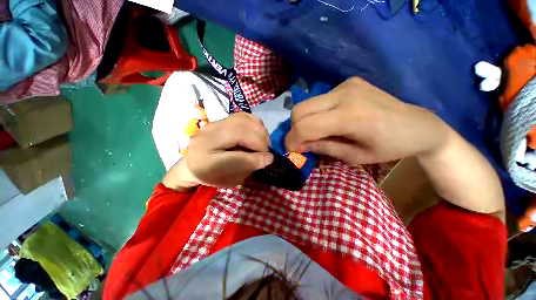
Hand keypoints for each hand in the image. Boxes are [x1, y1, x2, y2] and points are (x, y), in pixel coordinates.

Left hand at [163, 113, 273, 189]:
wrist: (193, 162)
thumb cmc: (211, 175)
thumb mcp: (229, 180)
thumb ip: (247, 168)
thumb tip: (268, 157)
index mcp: (203, 161)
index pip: (233, 158)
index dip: (255, 158)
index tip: (270, 159)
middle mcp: (206, 138)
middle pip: (238, 132)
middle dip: (259, 141)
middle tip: (266, 150)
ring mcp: (213, 125)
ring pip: (242, 120)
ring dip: (258, 130)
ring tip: (262, 141)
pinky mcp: (220, 119)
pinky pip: (242, 115)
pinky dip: (254, 123)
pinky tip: (256, 132)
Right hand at [285, 77, 447, 164]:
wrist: (418, 125)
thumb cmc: (390, 147)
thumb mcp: (354, 157)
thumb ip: (322, 148)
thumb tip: (299, 146)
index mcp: (350, 116)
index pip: (305, 126)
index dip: (292, 140)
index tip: (291, 150)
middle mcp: (344, 94)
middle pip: (299, 110)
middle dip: (294, 130)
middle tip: (300, 142)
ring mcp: (345, 85)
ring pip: (305, 104)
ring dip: (302, 121)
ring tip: (312, 133)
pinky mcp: (347, 82)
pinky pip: (318, 100)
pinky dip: (314, 114)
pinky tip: (326, 121)